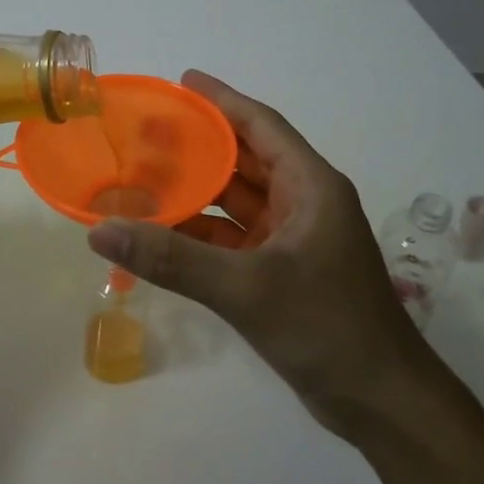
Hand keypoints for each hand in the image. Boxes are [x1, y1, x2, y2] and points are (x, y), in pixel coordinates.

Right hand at [86, 70, 429, 438]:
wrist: (382, 403)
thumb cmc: (327, 327)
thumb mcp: (246, 288)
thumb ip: (172, 259)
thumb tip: (101, 230)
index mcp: (311, 186)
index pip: (261, 126)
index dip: (222, 100)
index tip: (182, 81)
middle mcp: (304, 204)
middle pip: (246, 161)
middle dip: (199, 146)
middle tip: (146, 132)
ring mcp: (294, 241)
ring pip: (237, 203)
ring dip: (196, 193)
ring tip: (143, 179)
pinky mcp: (283, 274)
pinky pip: (234, 241)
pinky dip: (200, 236)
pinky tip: (162, 235)